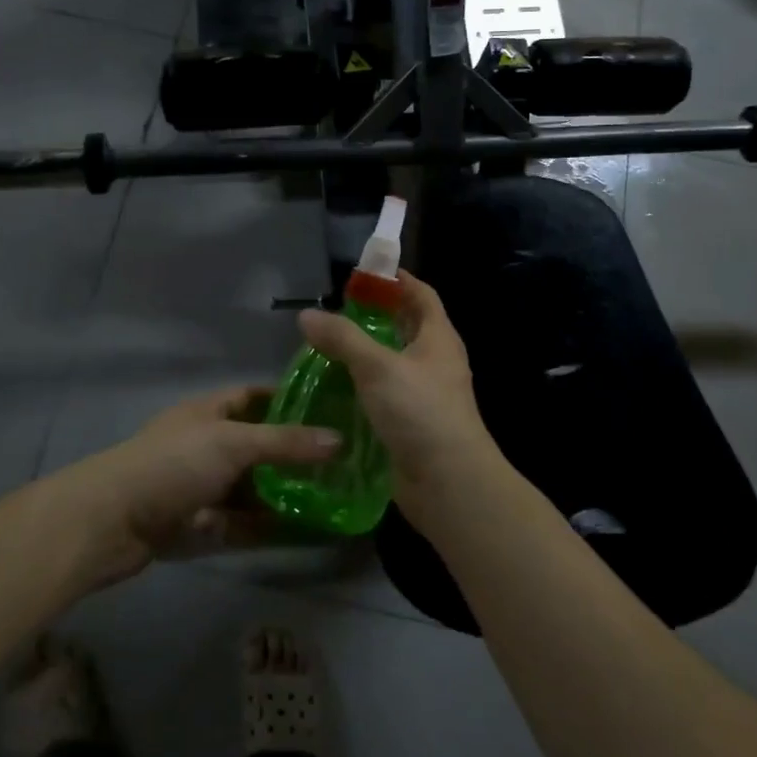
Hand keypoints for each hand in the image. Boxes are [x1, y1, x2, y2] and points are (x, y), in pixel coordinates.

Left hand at [50, 387, 339, 587]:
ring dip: (284, 493)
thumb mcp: (233, 443)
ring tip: (332, 498)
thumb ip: (285, 442)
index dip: (287, 398)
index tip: (328, 407)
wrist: (110, 522)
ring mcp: (201, 487)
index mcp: (209, 412)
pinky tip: (304, 532)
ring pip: (252, 488)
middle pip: (257, 445)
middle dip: (293, 453)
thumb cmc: (173, 464)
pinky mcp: (198, 525)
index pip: (253, 396)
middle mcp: (206, 445)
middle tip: (341, 461)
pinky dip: (268, 526)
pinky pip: (242, 523)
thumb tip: (339, 440)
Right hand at [297, 270, 507, 530]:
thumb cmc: (420, 412)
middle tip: (333, 312)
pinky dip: (361, 388)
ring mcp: (424, 394)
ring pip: (391, 363)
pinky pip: (383, 395)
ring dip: (363, 354)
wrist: (449, 483)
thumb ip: (342, 338)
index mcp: (438, 338)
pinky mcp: (410, 423)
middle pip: (404, 327)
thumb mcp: (377, 367)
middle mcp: (434, 361)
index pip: (420, 293)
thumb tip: (307, 315)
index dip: (395, 279)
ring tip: (324, 348)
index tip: (361, 273)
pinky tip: (332, 390)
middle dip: (372, 317)